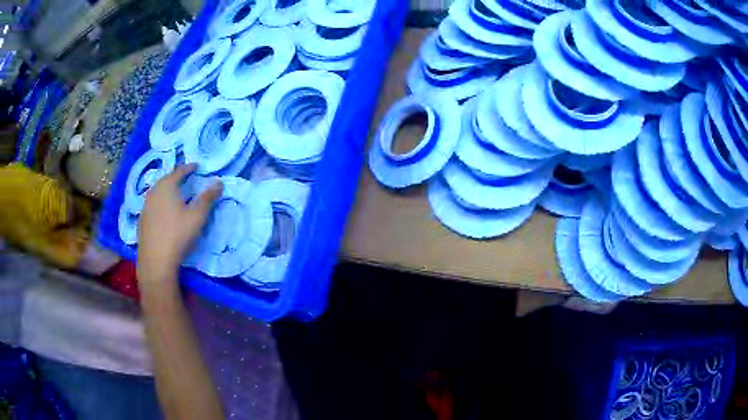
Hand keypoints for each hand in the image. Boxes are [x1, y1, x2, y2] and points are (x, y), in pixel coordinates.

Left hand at [137, 164, 221, 285]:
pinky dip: (160, 203)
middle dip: (176, 178)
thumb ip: (208, 198)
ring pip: (157, 192)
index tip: (197, 167)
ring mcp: (145, 206)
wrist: (156, 260)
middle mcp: (153, 191)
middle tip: (186, 179)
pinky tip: (164, 213)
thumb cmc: (178, 234)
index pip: (179, 171)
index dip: (189, 168)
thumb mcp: (197, 216)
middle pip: (166, 179)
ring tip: (175, 195)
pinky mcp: (141, 220)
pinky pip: (153, 204)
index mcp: (167, 185)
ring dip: (167, 191)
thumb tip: (219, 182)